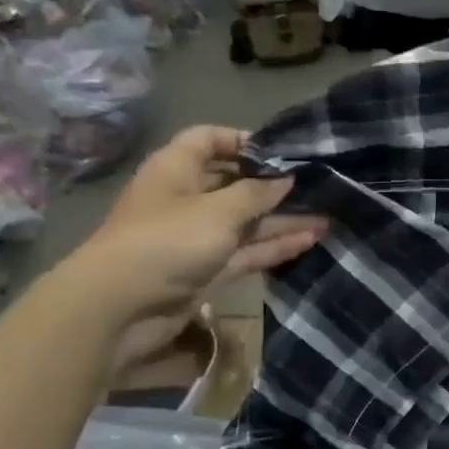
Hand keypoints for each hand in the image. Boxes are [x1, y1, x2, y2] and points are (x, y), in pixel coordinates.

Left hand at [66, 126, 325, 330]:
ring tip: (327, 217)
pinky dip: (274, 246)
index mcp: (177, 169)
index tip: (283, 152)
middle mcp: (187, 198)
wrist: (121, 308)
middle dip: (273, 185)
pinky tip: (310, 240)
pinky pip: (246, 251)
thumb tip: (286, 178)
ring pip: (246, 222)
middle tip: (317, 186)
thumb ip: (257, 193)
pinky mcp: (207, 269)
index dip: (244, 141)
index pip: (209, 140)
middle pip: (234, 182)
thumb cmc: (168, 241)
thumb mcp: (219, 210)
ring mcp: (197, 236)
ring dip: (282, 219)